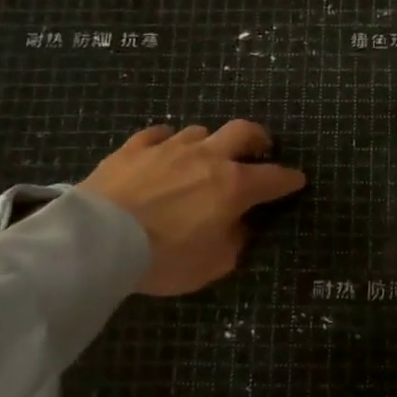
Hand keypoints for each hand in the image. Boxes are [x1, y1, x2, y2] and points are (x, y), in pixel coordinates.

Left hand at [78, 121, 306, 295]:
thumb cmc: (164, 258)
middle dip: (258, 138)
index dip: (289, 179)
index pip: (273, 177)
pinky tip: (164, 150)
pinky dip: (167, 141)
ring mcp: (168, 148)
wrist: (99, 239)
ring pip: (200, 131)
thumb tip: (237, 225)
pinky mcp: (133, 148)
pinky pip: (158, 134)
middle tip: (260, 148)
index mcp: (233, 186)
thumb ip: (234, 242)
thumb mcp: (212, 265)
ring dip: (210, 142)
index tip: (296, 180)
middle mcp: (206, 157)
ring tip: (205, 156)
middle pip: (243, 131)